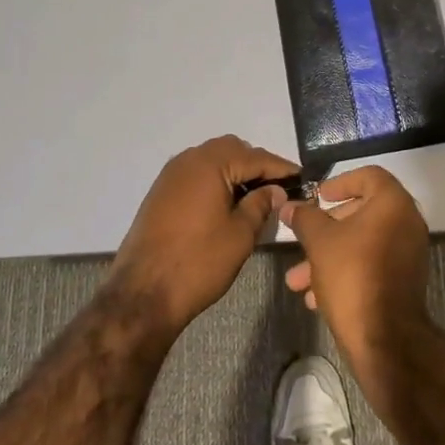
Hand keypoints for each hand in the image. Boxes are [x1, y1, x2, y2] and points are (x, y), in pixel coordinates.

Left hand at [107, 135, 296, 339]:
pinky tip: (227, 204)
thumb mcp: (240, 234)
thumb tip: (274, 190)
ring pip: (212, 160)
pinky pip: (196, 174)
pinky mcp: (161, 193)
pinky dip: (215, 181)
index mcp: (210, 163)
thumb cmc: (198, 262)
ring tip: (255, 197)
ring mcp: (171, 175)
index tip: (302, 178)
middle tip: (277, 189)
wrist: (142, 294)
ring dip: (235, 172)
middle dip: (256, 165)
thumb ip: (261, 205)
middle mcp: (188, 160)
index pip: (256, 157)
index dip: (281, 168)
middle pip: (232, 150)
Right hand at [281, 166, 430, 382]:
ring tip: (297, 280)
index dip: (340, 182)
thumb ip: (305, 218)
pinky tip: (315, 298)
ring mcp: (408, 253)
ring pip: (362, 243)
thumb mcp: (320, 242)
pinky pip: (372, 264)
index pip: (369, 176)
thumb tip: (290, 205)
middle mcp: (407, 222)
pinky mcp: (404, 280)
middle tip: (303, 237)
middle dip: (326, 228)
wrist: (385, 339)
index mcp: (393, 204)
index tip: (318, 196)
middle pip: (362, 211)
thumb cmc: (352, 276)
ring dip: (328, 256)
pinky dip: (346, 271)